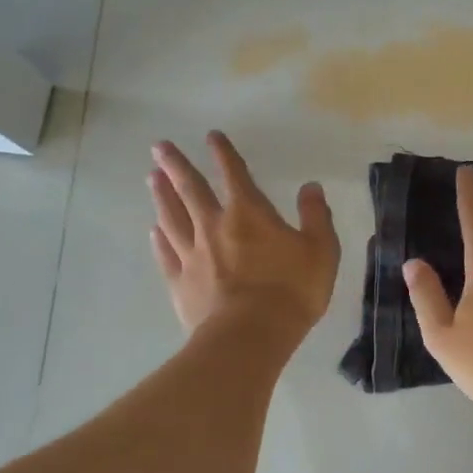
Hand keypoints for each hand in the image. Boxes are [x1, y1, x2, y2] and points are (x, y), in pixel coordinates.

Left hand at [148, 132, 339, 340]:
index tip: (212, 136)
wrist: (250, 337)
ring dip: (162, 196)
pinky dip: (159, 239)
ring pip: (172, 218)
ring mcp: (193, 255)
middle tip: (159, 147)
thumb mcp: (321, 251)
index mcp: (249, 214)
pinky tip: (153, 231)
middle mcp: (214, 226)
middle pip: (190, 189)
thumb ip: (316, 216)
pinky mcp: (180, 284)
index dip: (223, 153)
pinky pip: (166, 254)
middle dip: (176, 165)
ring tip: (151, 178)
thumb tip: (311, 187)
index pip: (234, 173)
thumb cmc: (291, 291)